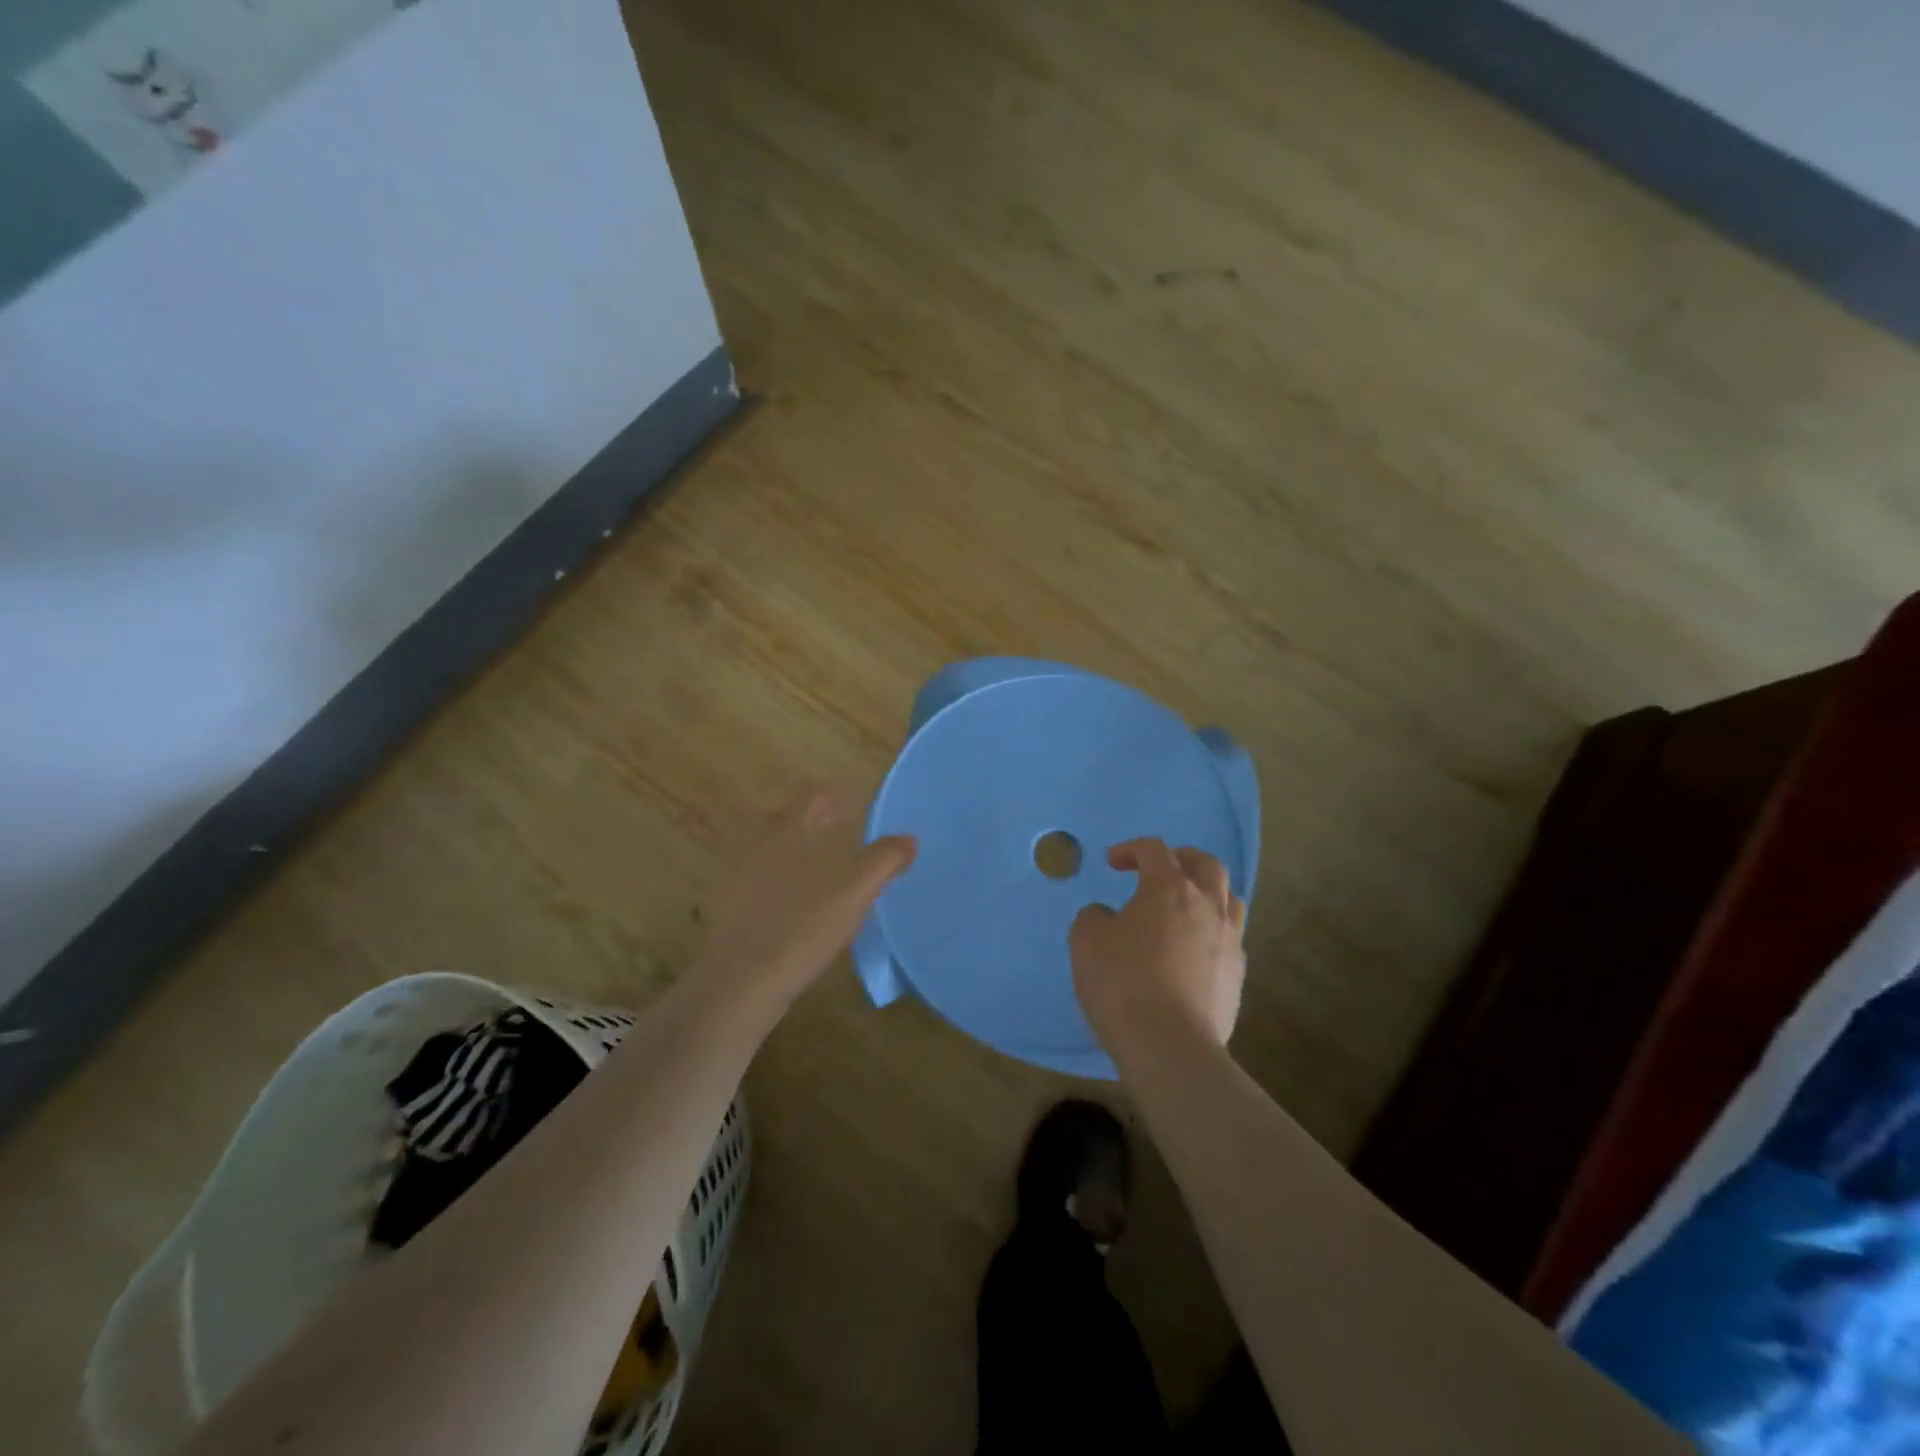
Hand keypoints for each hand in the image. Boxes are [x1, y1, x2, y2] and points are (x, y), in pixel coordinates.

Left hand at [699, 785, 914, 1015]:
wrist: (741, 983)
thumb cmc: (801, 926)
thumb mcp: (854, 892)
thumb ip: (884, 861)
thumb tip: (909, 839)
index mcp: (789, 832)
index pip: (814, 795)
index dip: (838, 795)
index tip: (860, 805)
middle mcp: (763, 847)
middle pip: (792, 820)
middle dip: (819, 822)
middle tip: (847, 834)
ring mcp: (746, 880)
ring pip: (779, 853)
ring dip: (804, 854)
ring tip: (833, 872)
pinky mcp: (739, 912)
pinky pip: (769, 883)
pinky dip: (790, 885)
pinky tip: (807, 909)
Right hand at [1069, 839, 1246, 1054]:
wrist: (1169, 1046)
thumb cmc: (1122, 983)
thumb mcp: (1086, 941)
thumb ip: (1094, 917)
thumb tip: (1108, 916)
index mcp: (1169, 888)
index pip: (1154, 850)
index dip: (1130, 849)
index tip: (1112, 864)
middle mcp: (1207, 905)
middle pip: (1206, 864)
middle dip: (1180, 859)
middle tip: (1158, 872)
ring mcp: (1229, 940)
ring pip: (1229, 899)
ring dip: (1206, 893)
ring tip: (1184, 908)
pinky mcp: (1238, 976)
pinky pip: (1230, 938)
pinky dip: (1211, 932)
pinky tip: (1191, 951)